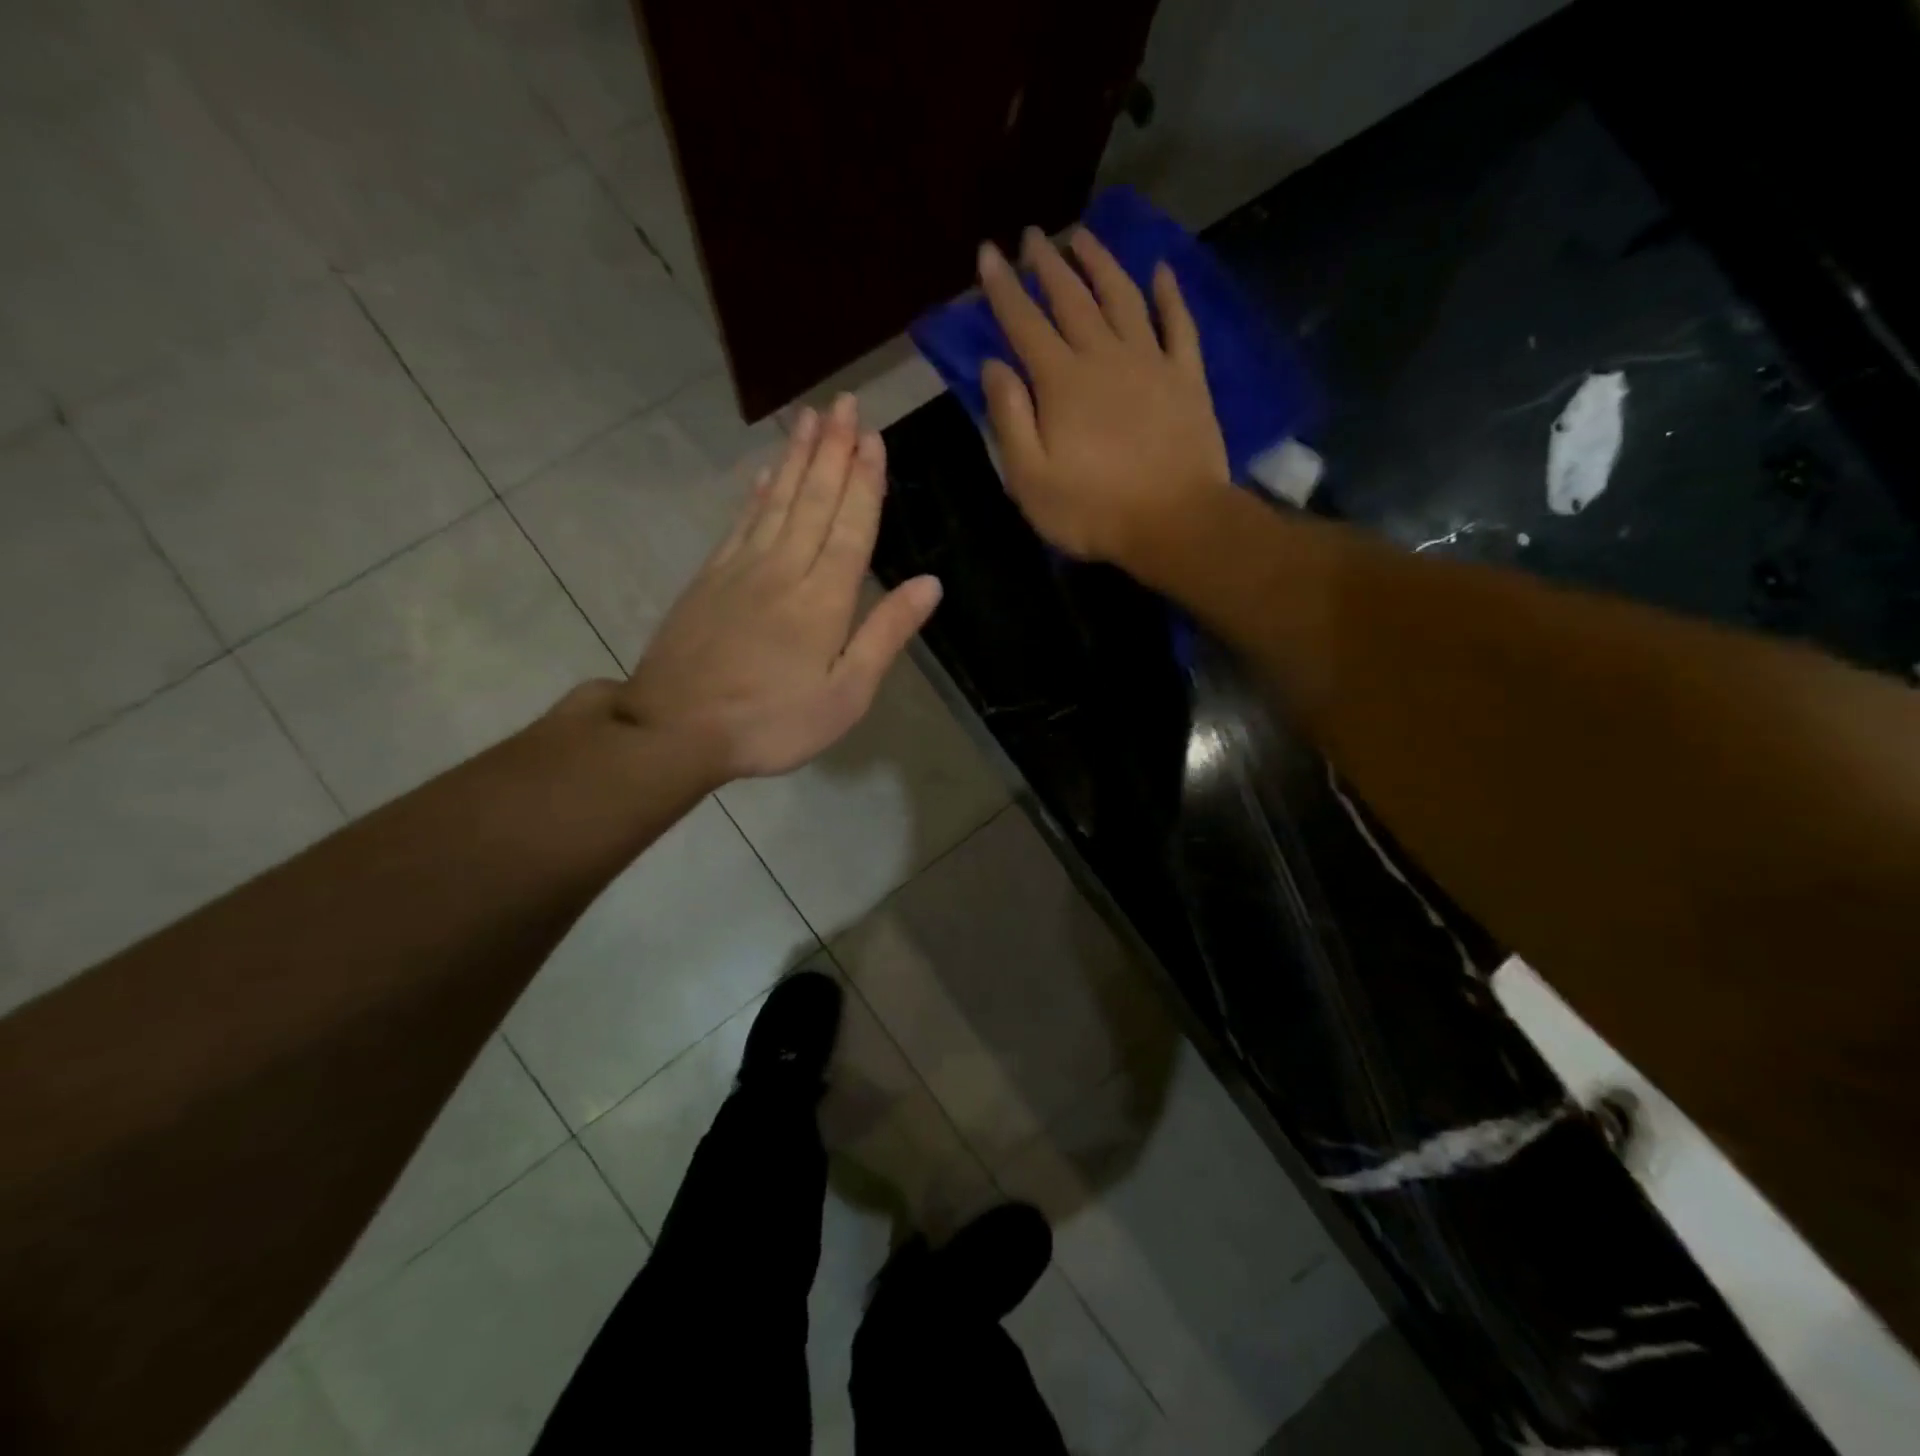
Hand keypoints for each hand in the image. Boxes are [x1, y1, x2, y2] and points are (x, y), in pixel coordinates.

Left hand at [615, 394, 940, 779]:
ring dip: (796, 457)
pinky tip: (763, 474)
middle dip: (832, 449)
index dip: (865, 481)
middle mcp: (784, 569)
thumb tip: (930, 584)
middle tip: (845, 403)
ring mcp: (741, 568)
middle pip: (813, 499)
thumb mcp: (845, 695)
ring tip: (810, 417)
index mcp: (824, 598)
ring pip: (776, 500)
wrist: (674, 728)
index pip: (852, 526)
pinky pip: (741, 522)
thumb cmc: (772, 722)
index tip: (874, 436)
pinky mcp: (710, 578)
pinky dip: (756, 493)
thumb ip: (885, 634)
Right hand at [977, 227, 1230, 567]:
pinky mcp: (1187, 378)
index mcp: (1061, 381)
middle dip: (1047, 265)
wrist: (1175, 522)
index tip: (988, 252)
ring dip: (1101, 264)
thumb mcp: (1030, 479)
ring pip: (1122, 297)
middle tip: (1032, 236)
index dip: (1002, 287)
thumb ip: (1009, 419)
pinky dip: (1169, 294)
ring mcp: (1151, 362)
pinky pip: (1179, 323)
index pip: (1024, 323)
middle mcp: (1104, 356)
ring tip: (1083, 237)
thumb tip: (993, 367)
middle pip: (1072, 299)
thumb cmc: (1093, 510)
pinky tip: (1160, 272)